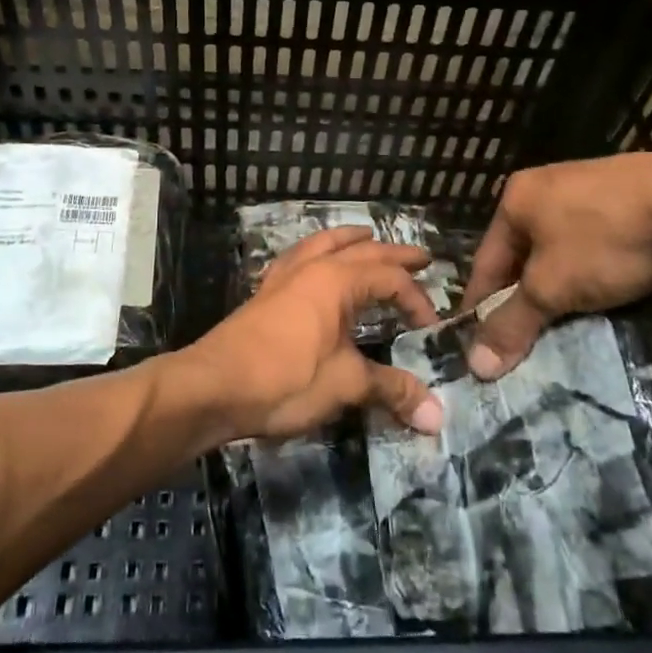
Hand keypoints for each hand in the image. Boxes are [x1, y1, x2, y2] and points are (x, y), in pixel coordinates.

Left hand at [187, 226, 443, 440]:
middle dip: (393, 254)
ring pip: (322, 243)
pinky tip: (312, 262)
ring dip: (350, 240)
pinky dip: (315, 252)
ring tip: (366, 236)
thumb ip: (391, 390)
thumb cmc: (286, 379)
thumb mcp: (345, 384)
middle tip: (421, 257)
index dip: (417, 300)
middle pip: (361, 251)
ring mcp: (284, 277)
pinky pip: (297, 258)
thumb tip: (437, 416)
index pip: (391, 279)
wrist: (214, 386)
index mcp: (337, 279)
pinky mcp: (265, 293)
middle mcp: (312, 267)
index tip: (431, 328)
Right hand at [461, 153, 651, 379]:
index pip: (485, 262)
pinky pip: (597, 244)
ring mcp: (590, 187)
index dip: (480, 307)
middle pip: (523, 255)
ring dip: (561, 288)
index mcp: (515, 198)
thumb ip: (511, 324)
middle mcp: (545, 186)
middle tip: (525, 344)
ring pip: (562, 251)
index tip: (479, 347)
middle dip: (524, 299)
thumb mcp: (551, 287)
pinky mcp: (631, 196)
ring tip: (567, 326)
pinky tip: (607, 296)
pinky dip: (595, 273)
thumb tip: (475, 365)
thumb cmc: (604, 241)